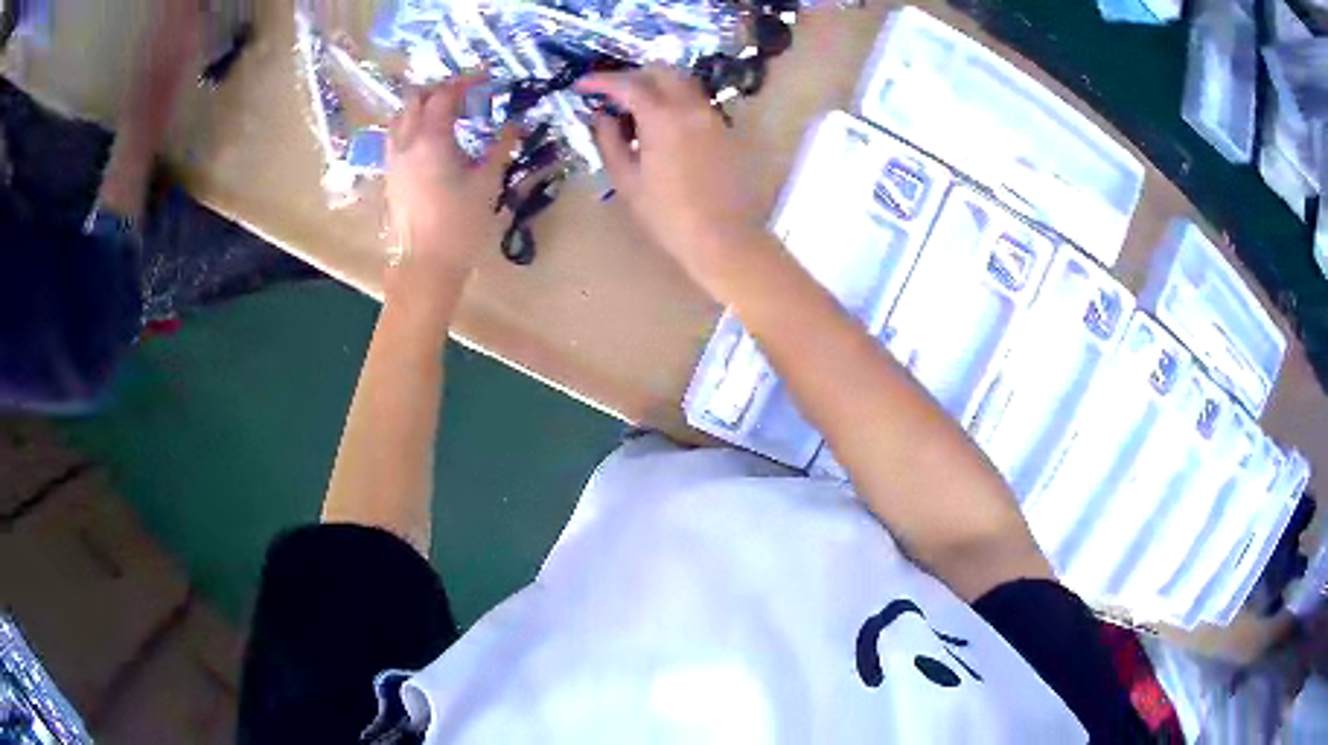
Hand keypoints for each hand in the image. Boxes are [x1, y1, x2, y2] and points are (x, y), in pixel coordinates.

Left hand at [386, 77, 518, 300]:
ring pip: (401, 116)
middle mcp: (405, 142)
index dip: (467, 82)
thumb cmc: (461, 225)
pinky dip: (413, 126)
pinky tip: (431, 140)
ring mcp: (393, 159)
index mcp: (431, 139)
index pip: (445, 94)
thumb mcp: (488, 183)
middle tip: (467, 95)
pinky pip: (396, 137)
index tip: (488, 79)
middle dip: (441, 89)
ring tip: (447, 115)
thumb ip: (500, 146)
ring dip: (422, 106)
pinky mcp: (390, 176)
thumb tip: (515, 123)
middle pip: (416, 98)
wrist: (426, 266)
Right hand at [577, 67, 766, 285]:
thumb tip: (602, 115)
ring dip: (656, 86)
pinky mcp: (725, 130)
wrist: (723, 237)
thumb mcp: (626, 180)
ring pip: (682, 83)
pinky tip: (662, 127)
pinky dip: (674, 102)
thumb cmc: (667, 215)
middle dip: (633, 76)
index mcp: (662, 118)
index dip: (601, 81)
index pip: (628, 84)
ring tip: (636, 111)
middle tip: (612, 94)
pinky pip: (695, 102)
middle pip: (661, 71)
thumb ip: (610, 140)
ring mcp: (712, 117)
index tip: (582, 85)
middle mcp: (690, 107)